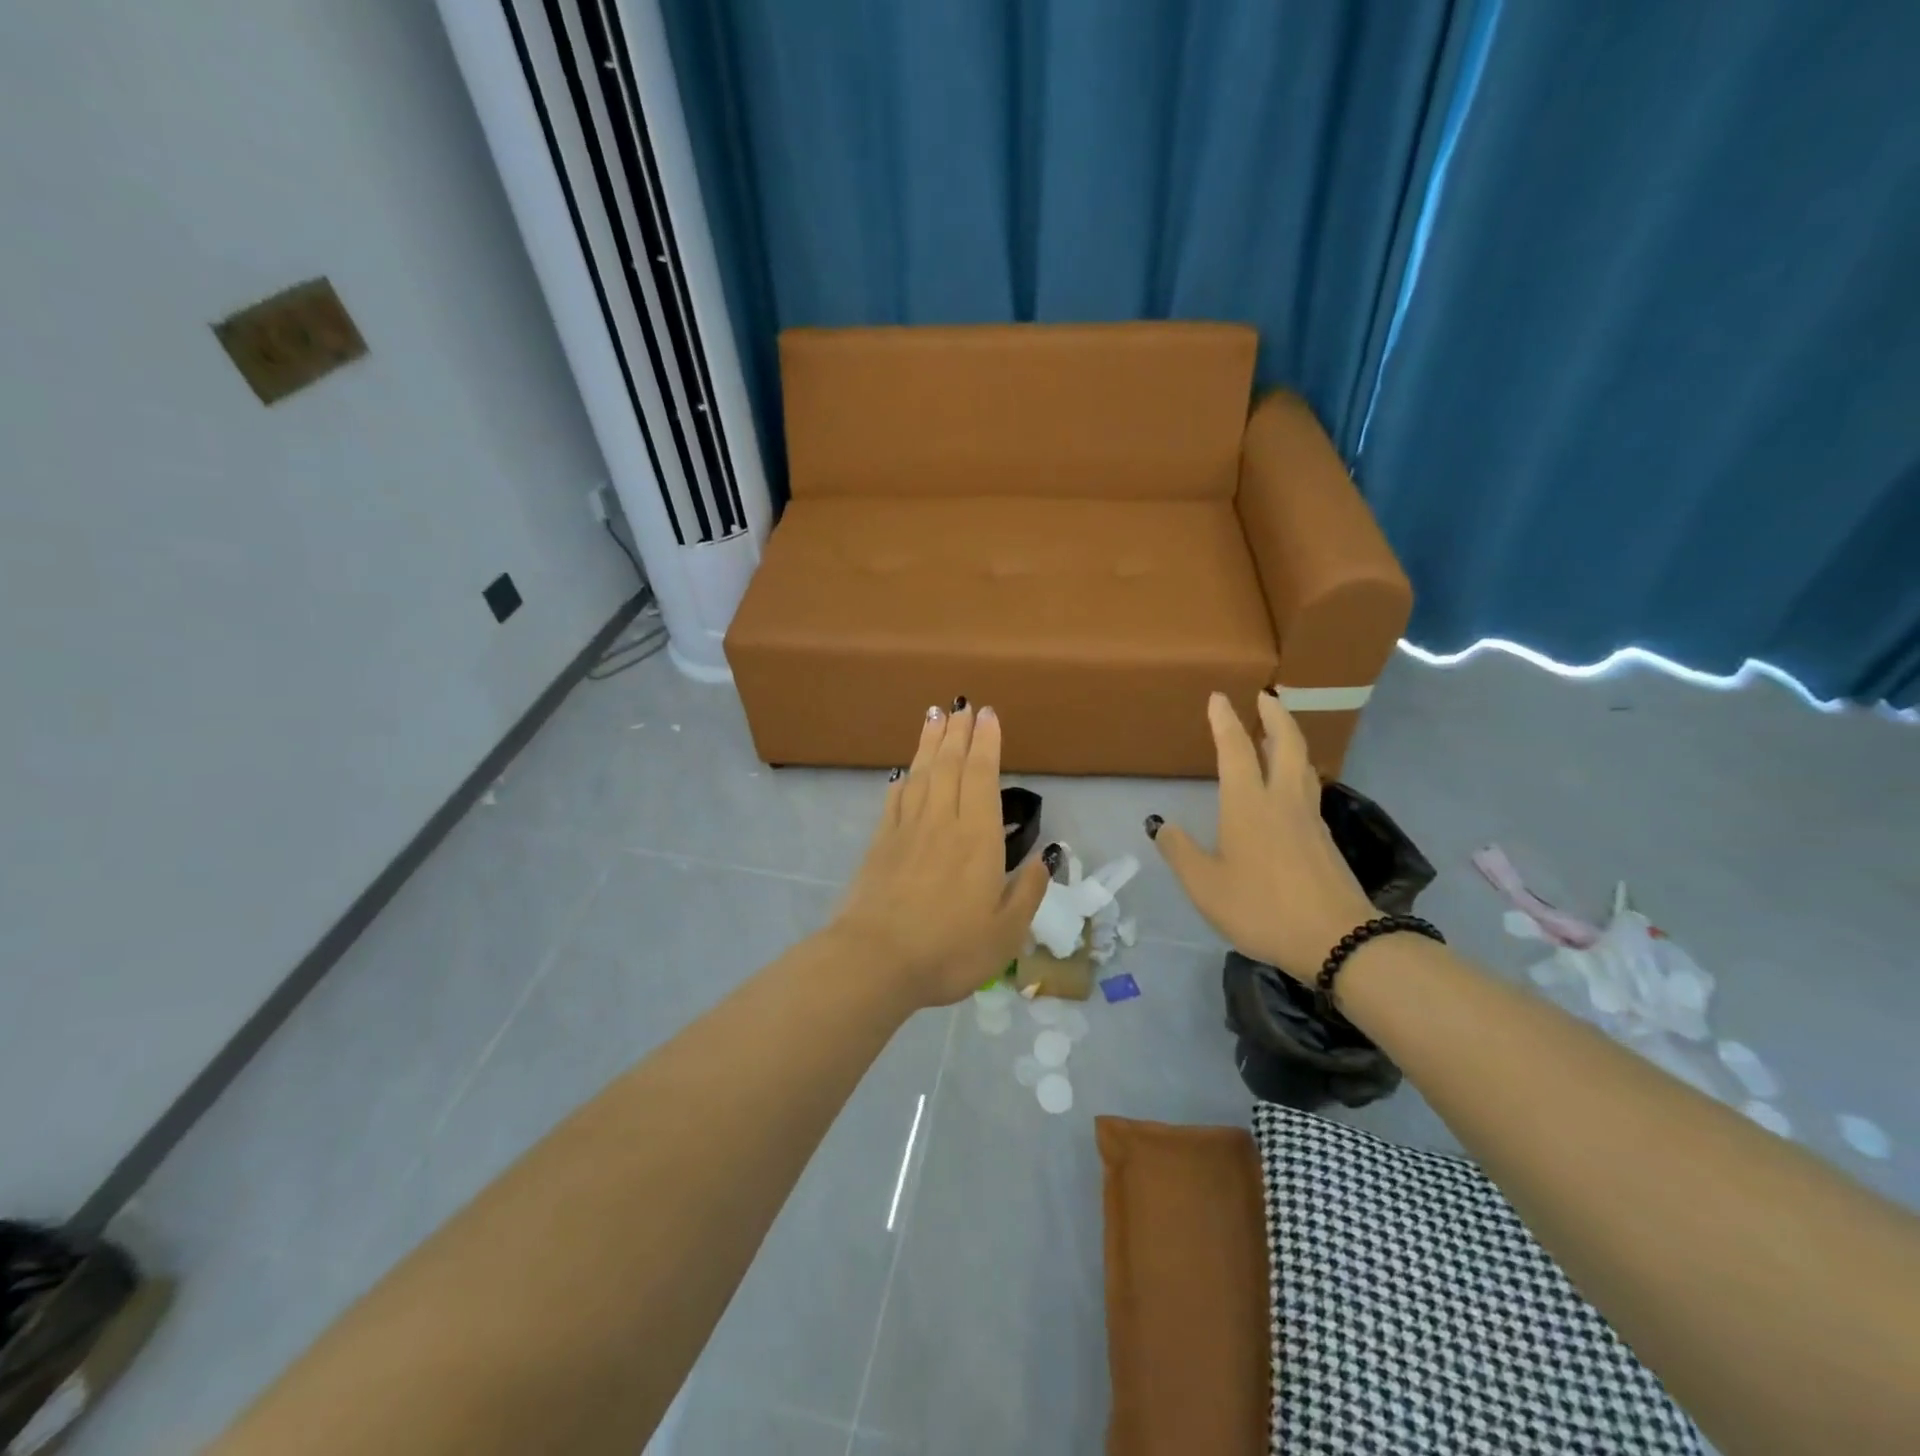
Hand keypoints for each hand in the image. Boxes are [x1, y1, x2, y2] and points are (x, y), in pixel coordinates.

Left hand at [834, 702, 1050, 1008]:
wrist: (875, 960)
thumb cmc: (949, 949)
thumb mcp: (1006, 932)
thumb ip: (1028, 891)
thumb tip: (1046, 857)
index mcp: (978, 838)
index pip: (982, 776)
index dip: (986, 743)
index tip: (988, 716)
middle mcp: (942, 822)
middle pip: (950, 765)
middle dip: (958, 733)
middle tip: (962, 705)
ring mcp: (906, 830)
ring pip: (921, 775)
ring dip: (929, 743)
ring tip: (934, 717)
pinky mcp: (880, 844)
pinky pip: (895, 800)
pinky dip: (902, 780)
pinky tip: (904, 773)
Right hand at [1150, 691, 1374, 982]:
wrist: (1338, 940)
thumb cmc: (1262, 909)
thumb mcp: (1206, 887)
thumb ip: (1181, 852)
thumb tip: (1162, 825)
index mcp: (1249, 805)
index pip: (1236, 750)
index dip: (1225, 721)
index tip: (1220, 697)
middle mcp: (1282, 801)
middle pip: (1286, 744)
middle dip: (1275, 715)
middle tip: (1265, 696)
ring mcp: (1309, 819)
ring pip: (1302, 765)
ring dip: (1289, 740)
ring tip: (1277, 733)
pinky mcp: (1324, 840)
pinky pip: (1308, 790)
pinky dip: (1297, 772)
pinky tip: (1288, 788)